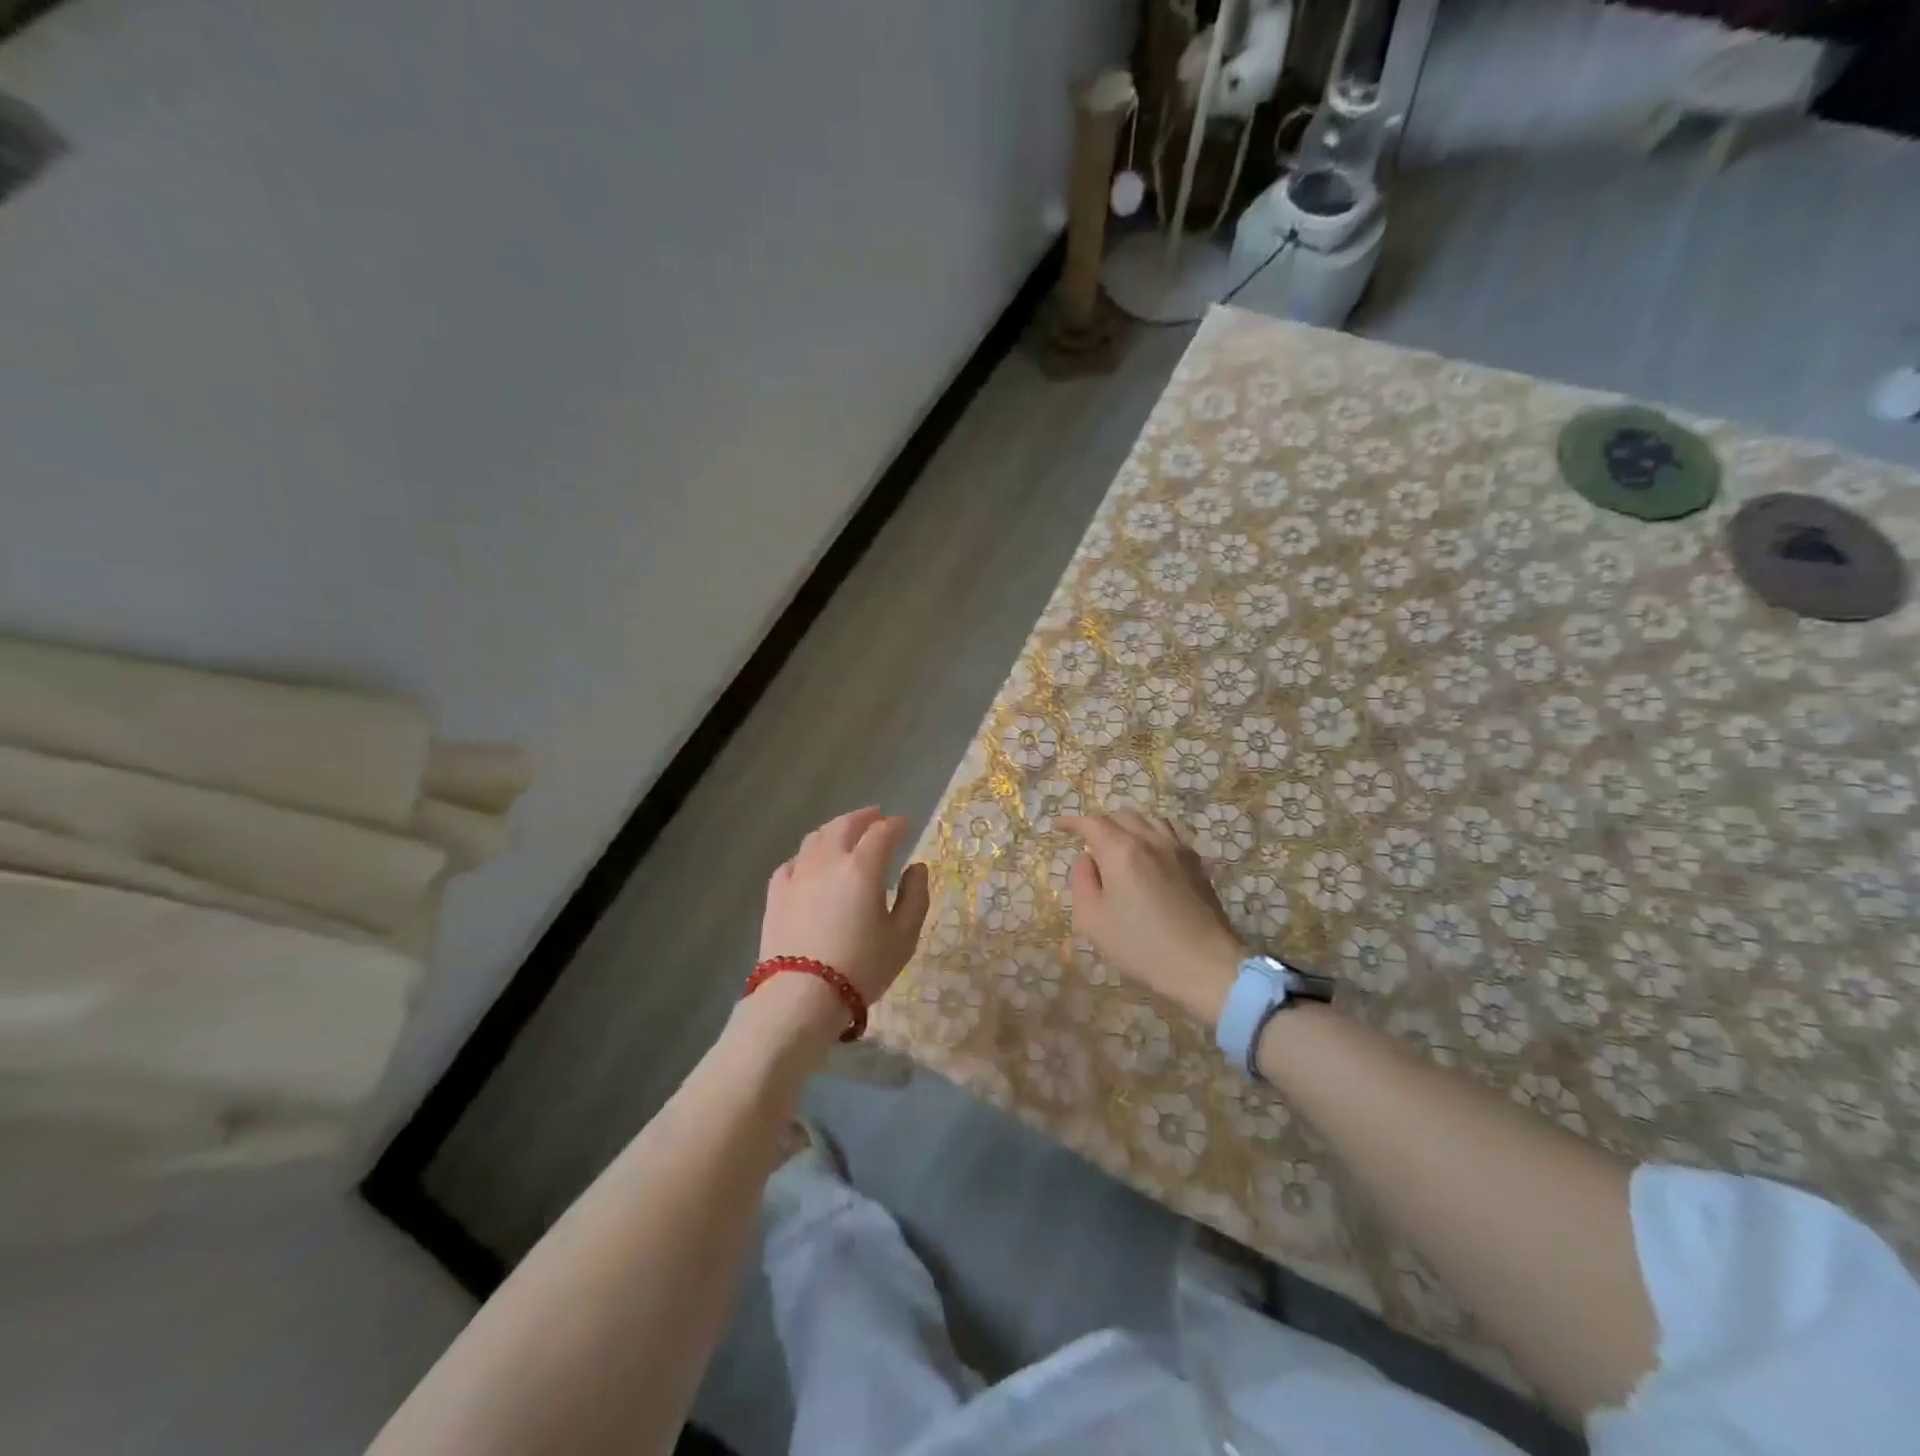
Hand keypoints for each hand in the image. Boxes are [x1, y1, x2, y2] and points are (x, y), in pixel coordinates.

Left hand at [757, 808, 930, 1035]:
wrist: (801, 997)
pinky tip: (812, 864)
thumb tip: (917, 868)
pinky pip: (794, 861)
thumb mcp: (903, 937)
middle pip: (845, 825)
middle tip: (876, 817)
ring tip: (845, 834)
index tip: (905, 825)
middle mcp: (828, 860)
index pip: (882, 832)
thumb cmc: (861, 967)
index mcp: (862, 867)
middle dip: (864, 817)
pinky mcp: (776, 893)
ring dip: (835, 829)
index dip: (896, 825)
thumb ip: (915, 897)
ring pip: (816, 838)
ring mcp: (798, 874)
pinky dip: (809, 855)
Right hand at [1061, 812, 1246, 1024]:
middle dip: (1100, 823)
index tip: (1058, 826)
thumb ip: (1082, 882)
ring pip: (1149, 820)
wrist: (1204, 965)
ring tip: (1119, 844)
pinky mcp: (1196, 865)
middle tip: (1088, 842)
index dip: (1072, 822)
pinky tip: (1149, 857)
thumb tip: (1085, 860)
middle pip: (1121, 816)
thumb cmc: (1141, 946)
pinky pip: (1169, 835)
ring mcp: (1178, 850)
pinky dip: (1151, 836)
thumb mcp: (1093, 920)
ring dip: (1128, 826)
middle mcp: (1150, 841)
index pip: (1092, 823)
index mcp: (1121, 851)